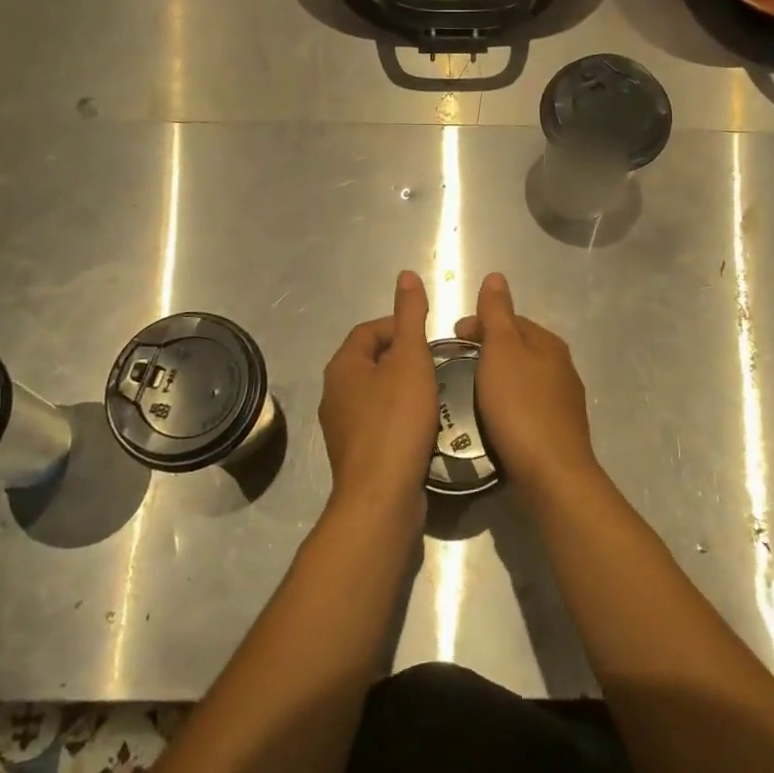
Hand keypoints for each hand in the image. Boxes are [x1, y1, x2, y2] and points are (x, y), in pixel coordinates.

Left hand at [318, 271, 437, 523]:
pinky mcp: (357, 456)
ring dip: (405, 389)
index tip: (430, 335)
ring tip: (437, 392)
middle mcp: (334, 394)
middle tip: (438, 363)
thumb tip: (406, 275)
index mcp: (342, 366)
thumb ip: (410, 316)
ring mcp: (343, 428)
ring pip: (377, 394)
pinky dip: (401, 417)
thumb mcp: (410, 359)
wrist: (381, 497)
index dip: (399, 325)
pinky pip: (380, 423)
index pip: (369, 330)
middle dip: (404, 358)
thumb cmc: (396, 420)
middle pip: (372, 361)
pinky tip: (425, 427)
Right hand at [454, 274, 600, 502]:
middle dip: (487, 350)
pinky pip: (525, 407)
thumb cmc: (520, 406)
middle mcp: (561, 368)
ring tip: (468, 393)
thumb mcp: (502, 351)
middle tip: (455, 366)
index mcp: (548, 344)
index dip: (480, 323)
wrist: (552, 474)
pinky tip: (490, 420)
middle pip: (518, 348)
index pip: (511, 320)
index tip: (451, 338)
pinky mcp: (557, 432)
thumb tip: (496, 276)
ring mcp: (562, 402)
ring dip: (496, 379)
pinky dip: (505, 405)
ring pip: (522, 378)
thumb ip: (496, 313)